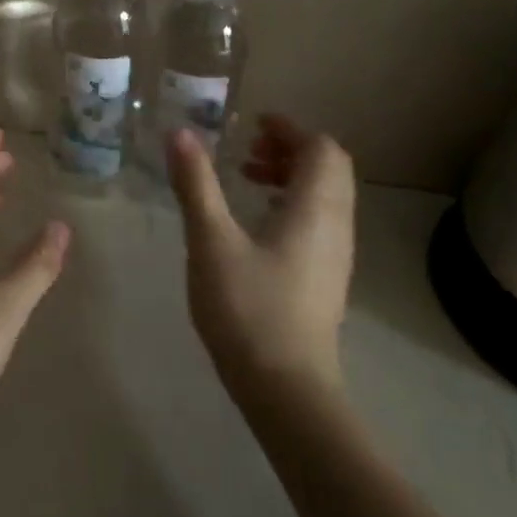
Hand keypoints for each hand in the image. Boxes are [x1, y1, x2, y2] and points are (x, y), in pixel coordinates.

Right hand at [166, 116, 356, 398]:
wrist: (287, 390)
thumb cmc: (248, 308)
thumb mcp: (211, 240)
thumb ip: (196, 183)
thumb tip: (180, 133)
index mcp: (314, 209)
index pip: (321, 148)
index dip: (290, 129)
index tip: (252, 125)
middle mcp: (335, 226)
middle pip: (329, 168)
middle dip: (290, 149)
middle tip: (247, 150)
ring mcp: (335, 255)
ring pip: (325, 196)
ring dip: (291, 176)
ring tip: (247, 180)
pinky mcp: (325, 278)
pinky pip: (318, 221)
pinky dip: (292, 203)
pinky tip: (256, 223)